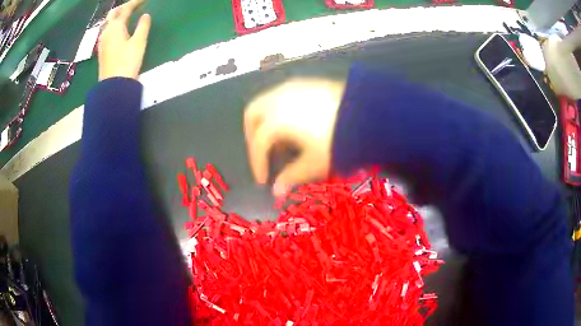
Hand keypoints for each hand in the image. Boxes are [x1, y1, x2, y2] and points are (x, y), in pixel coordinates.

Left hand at [98, 0, 150, 80]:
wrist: (113, 86)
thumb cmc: (127, 62)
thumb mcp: (139, 42)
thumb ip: (143, 26)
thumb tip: (145, 15)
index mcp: (116, 27)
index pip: (126, 9)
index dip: (136, 2)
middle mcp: (107, 31)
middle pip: (114, 13)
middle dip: (124, 7)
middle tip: (135, 5)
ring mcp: (102, 41)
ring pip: (109, 22)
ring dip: (118, 15)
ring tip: (127, 14)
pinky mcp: (102, 50)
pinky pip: (107, 31)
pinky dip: (114, 24)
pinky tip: (119, 28)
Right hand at [244, 78, 345, 195]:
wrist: (368, 112)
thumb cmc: (338, 141)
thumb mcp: (314, 163)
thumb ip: (291, 177)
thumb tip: (276, 191)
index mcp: (276, 119)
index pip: (258, 144)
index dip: (257, 164)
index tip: (263, 180)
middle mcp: (277, 99)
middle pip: (252, 115)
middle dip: (252, 136)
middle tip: (262, 154)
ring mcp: (292, 87)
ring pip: (266, 102)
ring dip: (265, 122)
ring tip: (281, 141)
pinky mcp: (306, 82)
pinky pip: (282, 95)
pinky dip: (279, 110)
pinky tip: (295, 123)